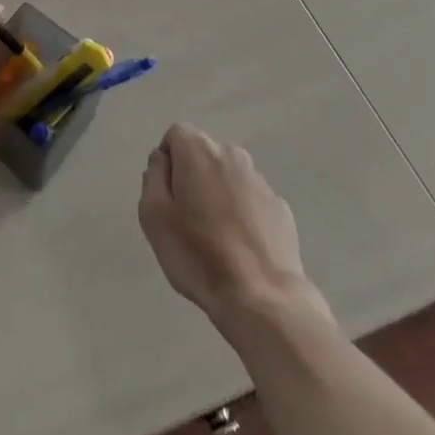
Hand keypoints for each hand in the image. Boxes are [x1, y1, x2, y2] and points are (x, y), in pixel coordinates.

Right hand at [139, 123, 330, 331]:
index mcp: (199, 151)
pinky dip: (243, 216)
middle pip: (204, 155)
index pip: (176, 135)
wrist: (262, 299)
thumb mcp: (153, 216)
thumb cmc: (198, 254)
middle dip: (193, 177)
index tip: (167, 196)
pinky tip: (241, 249)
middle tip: (187, 219)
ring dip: (219, 195)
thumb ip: (153, 177)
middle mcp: (232, 155)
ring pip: (229, 178)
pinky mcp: (281, 209)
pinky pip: (252, 202)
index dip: (167, 162)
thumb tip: (162, 161)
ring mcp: (261, 182)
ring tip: (215, 238)